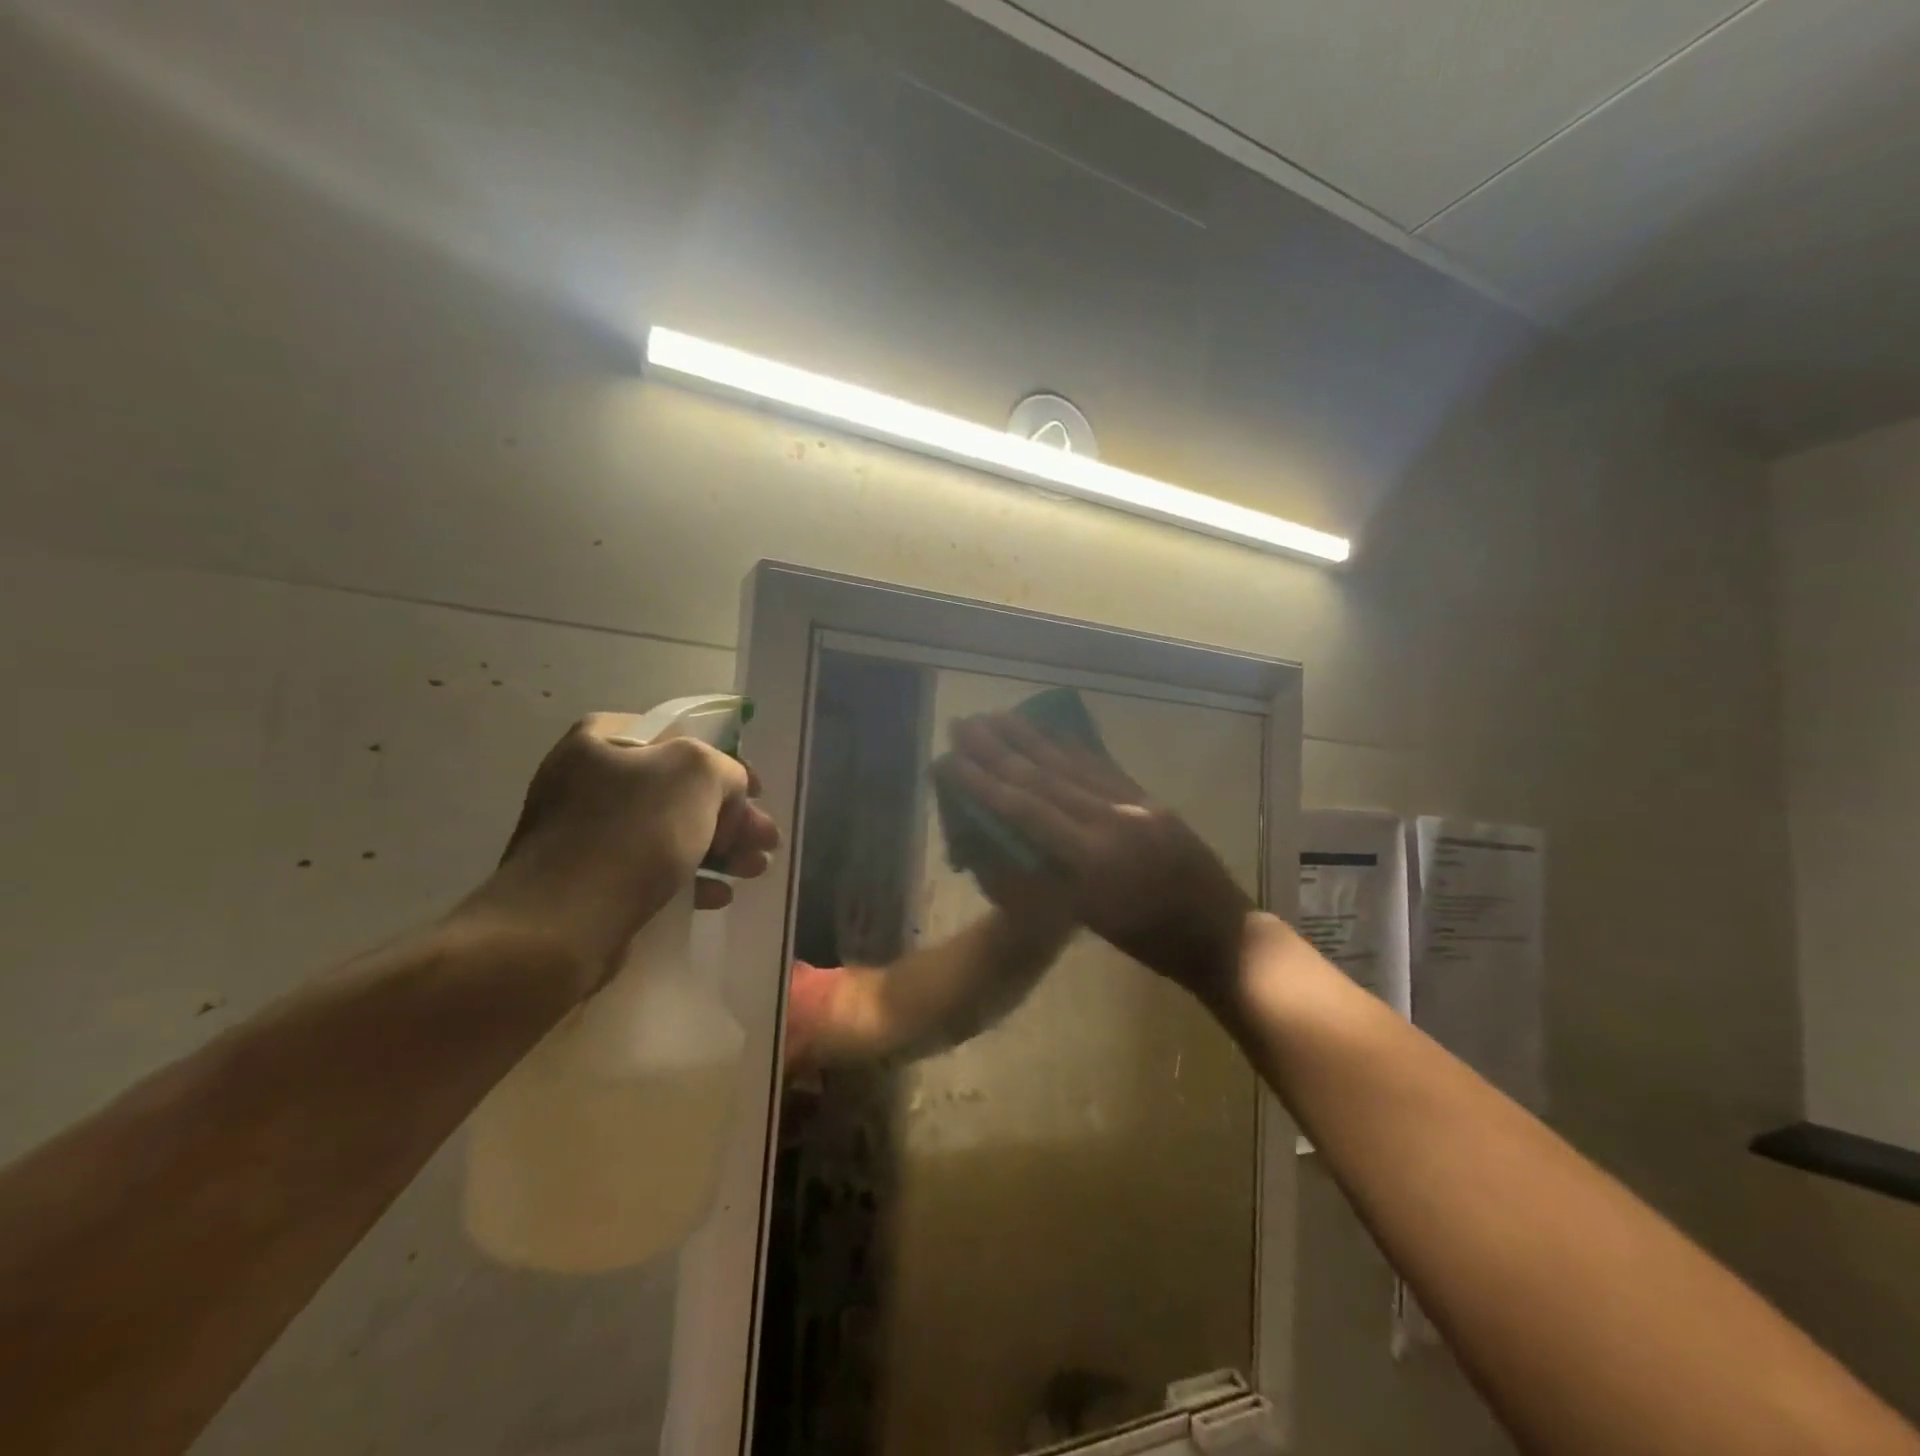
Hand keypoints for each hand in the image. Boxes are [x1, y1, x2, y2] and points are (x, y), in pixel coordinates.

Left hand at [470, 716, 780, 990]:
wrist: (559, 926)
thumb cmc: (632, 834)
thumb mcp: (697, 774)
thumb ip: (726, 768)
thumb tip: (729, 793)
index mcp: (602, 740)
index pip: (679, 737)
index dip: (725, 761)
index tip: (756, 792)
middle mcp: (587, 780)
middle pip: (679, 790)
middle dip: (730, 816)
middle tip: (766, 839)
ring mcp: (583, 834)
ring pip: (669, 832)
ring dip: (719, 850)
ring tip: (755, 870)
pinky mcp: (587, 882)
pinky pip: (648, 870)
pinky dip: (687, 878)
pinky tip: (717, 896)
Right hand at [947, 713, 1252, 1000]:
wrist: (1221, 935)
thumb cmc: (1150, 942)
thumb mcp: (1089, 920)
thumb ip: (1043, 878)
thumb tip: (997, 841)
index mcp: (1092, 858)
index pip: (1026, 810)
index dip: (984, 783)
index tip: (951, 759)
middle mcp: (1110, 819)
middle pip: (1043, 777)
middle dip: (999, 749)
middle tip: (963, 723)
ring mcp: (1133, 803)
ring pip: (1071, 764)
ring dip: (1030, 738)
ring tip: (997, 716)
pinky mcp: (1148, 798)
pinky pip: (1102, 766)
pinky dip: (1071, 747)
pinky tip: (1051, 732)